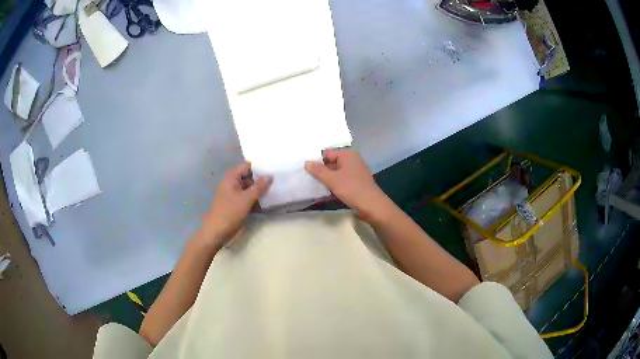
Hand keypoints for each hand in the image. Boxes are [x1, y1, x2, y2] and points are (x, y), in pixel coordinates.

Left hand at [202, 163, 271, 246]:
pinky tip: (267, 203)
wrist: (217, 231)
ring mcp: (234, 194)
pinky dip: (256, 199)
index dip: (259, 168)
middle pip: (249, 177)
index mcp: (231, 177)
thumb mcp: (246, 199)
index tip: (273, 170)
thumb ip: (259, 187)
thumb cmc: (230, 212)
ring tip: (275, 191)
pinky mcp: (236, 204)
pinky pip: (248, 198)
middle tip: (277, 182)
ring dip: (260, 191)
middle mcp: (232, 183)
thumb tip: (270, 176)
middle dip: (261, 180)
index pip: (247, 166)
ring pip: (249, 188)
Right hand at [305, 149, 389, 221]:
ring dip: (326, 180)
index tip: (306, 171)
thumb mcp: (332, 179)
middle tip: (307, 179)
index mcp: (347, 155)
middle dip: (320, 171)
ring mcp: (355, 172)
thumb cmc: (352, 189)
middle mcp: (352, 160)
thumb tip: (307, 162)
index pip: (326, 153)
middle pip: (331, 163)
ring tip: (314, 187)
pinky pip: (341, 181)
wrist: (372, 206)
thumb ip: (318, 170)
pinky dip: (334, 186)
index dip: (316, 161)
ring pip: (336, 173)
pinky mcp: (356, 183)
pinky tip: (325, 194)